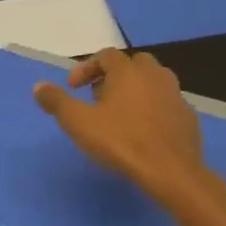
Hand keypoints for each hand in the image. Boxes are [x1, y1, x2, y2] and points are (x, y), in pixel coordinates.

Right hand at [33, 50, 215, 209]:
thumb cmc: (120, 141)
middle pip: (133, 64)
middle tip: (97, 96)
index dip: (86, 68)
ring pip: (153, 82)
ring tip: (119, 113)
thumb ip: (57, 101)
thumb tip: (38, 86)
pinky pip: (165, 103)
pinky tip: (141, 130)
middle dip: (112, 76)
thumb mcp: (78, 122)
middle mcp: (155, 76)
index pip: (106, 55)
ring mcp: (176, 95)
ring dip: (134, 90)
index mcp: (128, 72)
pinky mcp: (188, 117)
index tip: (72, 88)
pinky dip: (151, 108)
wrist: (170, 171)